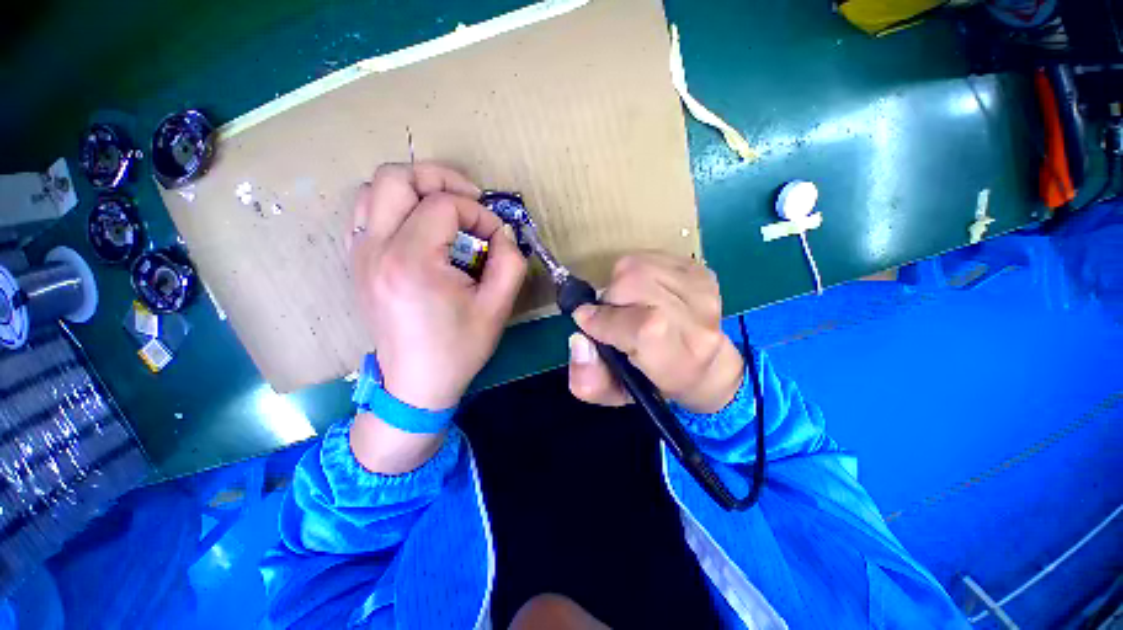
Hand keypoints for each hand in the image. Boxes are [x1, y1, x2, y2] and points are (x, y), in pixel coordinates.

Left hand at [349, 162, 526, 409]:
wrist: (416, 384)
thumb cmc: (458, 348)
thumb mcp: (497, 307)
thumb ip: (510, 261)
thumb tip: (503, 233)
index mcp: (411, 261)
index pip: (444, 205)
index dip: (478, 213)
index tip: (496, 237)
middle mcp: (376, 249)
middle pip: (396, 177)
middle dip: (440, 179)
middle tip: (469, 200)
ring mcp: (360, 254)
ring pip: (374, 189)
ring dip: (415, 190)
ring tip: (445, 211)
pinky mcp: (358, 263)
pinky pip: (367, 213)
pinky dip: (396, 207)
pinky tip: (421, 228)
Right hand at [567, 252, 743, 413]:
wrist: (704, 364)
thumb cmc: (654, 382)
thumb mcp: (616, 395)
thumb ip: (590, 380)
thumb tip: (579, 341)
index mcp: (680, 360)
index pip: (644, 327)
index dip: (607, 319)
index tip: (586, 321)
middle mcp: (699, 322)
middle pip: (637, 284)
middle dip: (610, 298)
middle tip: (611, 315)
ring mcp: (703, 291)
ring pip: (638, 266)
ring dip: (620, 283)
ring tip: (627, 304)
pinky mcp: (700, 270)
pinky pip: (648, 257)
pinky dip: (634, 271)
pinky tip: (643, 292)